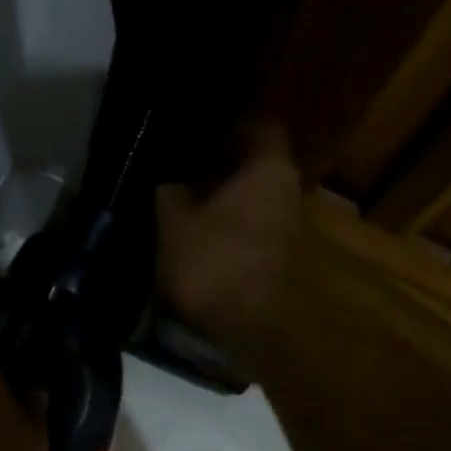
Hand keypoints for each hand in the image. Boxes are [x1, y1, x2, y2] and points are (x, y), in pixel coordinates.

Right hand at [156, 127, 312, 362]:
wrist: (243, 329)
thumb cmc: (210, 262)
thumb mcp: (172, 219)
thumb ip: (167, 189)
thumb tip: (164, 175)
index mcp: (268, 167)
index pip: (256, 123)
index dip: (224, 121)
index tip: (194, 126)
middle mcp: (286, 189)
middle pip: (252, 163)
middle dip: (218, 162)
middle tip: (179, 163)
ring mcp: (285, 227)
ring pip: (249, 196)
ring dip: (220, 197)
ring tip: (180, 199)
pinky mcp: (274, 258)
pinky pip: (247, 226)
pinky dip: (224, 224)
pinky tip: (195, 232)